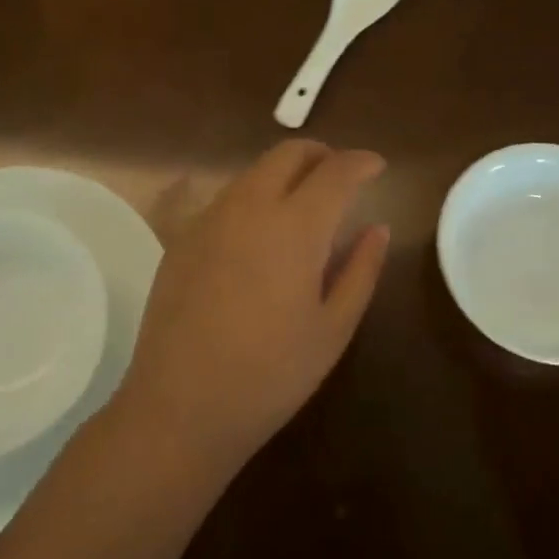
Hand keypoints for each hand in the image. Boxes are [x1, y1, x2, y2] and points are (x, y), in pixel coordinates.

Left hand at [113, 140, 390, 472]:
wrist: (181, 406)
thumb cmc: (271, 374)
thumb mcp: (333, 328)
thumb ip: (361, 270)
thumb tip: (378, 228)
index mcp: (295, 226)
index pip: (336, 171)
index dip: (361, 162)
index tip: (378, 167)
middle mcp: (249, 206)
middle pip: (288, 153)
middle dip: (321, 155)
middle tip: (341, 178)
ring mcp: (209, 219)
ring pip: (254, 172)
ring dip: (285, 175)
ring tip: (304, 207)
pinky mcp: (182, 238)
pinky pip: (227, 199)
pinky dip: (255, 198)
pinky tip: (261, 237)